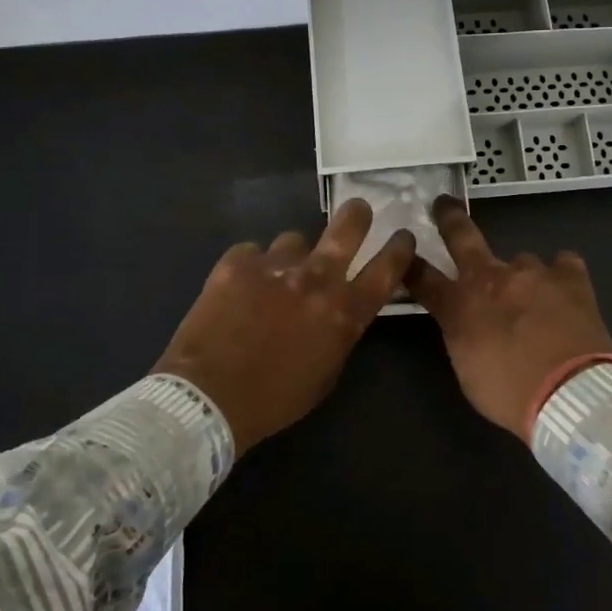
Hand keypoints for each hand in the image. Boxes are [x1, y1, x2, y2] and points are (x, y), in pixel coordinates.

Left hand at [154, 199, 416, 451]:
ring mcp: (275, 265)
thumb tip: (339, 311)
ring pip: (293, 240)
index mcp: (345, 312)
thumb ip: (340, 332)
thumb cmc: (274, 399)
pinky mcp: (237, 263)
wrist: (208, 398)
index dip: (400, 248)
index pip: (387, 268)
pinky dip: (251, 267)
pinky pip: (252, 252)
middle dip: (357, 215)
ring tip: (274, 276)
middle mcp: (316, 278)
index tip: (403, 236)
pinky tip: (238, 288)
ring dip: (291, 255)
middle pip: (348, 227)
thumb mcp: (326, 372)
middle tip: (358, 211)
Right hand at [406, 197, 611, 438]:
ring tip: (535, 299)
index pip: (423, 279)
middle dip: (449, 218)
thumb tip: (464, 321)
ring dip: (522, 276)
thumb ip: (462, 335)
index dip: (410, 266)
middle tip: (444, 204)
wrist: (570, 395)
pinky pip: (563, 264)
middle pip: (463, 238)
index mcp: (460, 305)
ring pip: (521, 260)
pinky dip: (561, 274)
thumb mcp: (467, 369)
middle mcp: (493, 278)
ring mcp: (533, 273)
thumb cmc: (510, 393)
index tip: (404, 253)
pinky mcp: (571, 278)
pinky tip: (565, 289)